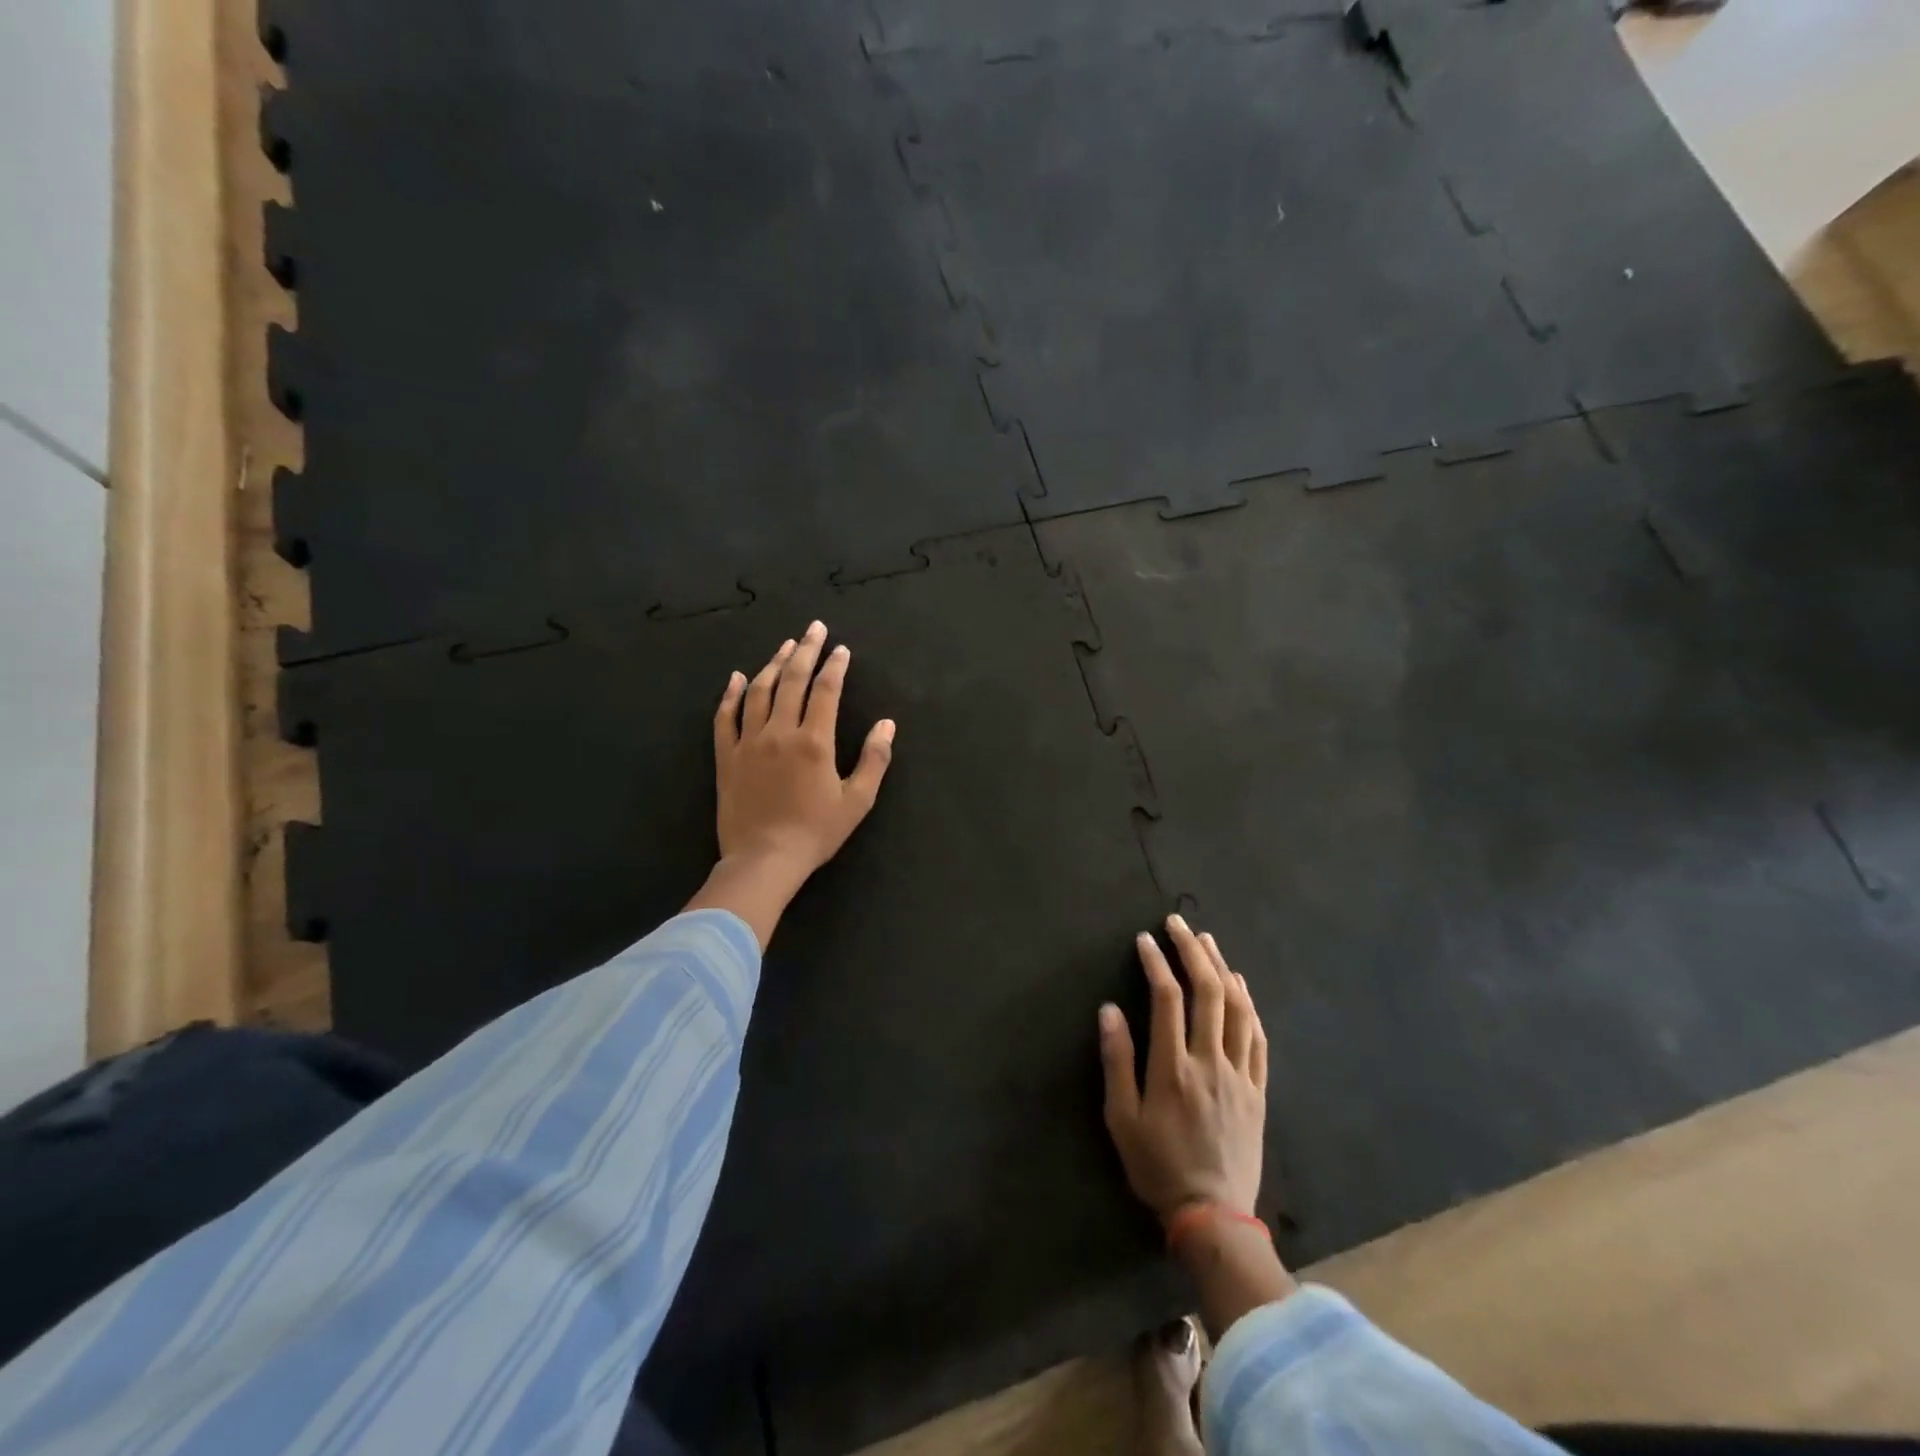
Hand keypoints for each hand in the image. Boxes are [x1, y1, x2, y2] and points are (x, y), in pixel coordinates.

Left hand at [685, 622, 895, 946]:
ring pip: (759, 691)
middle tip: (814, 628)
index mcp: (814, 741)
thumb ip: (874, 759)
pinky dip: (731, 694)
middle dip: (806, 650)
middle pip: (792, 680)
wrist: (764, 859)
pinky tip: (737, 677)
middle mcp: (780, 732)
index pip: (825, 690)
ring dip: (773, 664)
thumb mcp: (857, 801)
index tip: (840, 648)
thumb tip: (888, 725)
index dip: (835, 666)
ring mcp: (748, 742)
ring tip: (785, 645)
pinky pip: (725, 717)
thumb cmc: (815, 833)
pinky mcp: (726, 756)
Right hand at [1099, 915, 1268, 1220]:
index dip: (1156, 962)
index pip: (1166, 998)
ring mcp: (1239, 1074)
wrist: (1213, 1214)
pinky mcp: (1257, 1090)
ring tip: (1208, 942)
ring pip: (1237, 1009)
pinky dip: (1249, 1005)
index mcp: (1173, 1067)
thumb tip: (1109, 1010)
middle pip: (1207, 992)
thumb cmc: (1157, 1165)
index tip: (1146, 939)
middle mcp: (1209, 1061)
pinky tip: (1241, 987)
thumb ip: (1117, 1061)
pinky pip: (1258, 1038)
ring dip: (1223, 969)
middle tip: (1179, 924)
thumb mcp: (1122, 1119)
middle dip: (1192, 951)